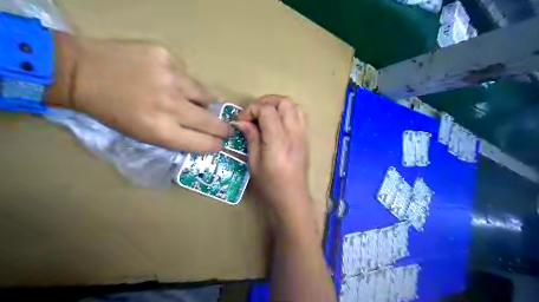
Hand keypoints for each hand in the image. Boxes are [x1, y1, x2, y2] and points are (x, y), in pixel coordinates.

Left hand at [47, 32, 230, 152]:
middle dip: (223, 129)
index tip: (221, 144)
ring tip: (199, 102)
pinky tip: (168, 79)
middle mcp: (171, 106)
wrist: (82, 72)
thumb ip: (175, 136)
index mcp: (161, 131)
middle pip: (211, 122)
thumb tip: (201, 133)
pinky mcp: (167, 57)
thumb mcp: (142, 135)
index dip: (215, 145)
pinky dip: (183, 81)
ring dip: (206, 102)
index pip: (203, 143)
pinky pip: (188, 75)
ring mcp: (171, 79)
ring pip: (206, 94)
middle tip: (228, 130)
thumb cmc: (112, 112)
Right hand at [235, 95, 309, 214]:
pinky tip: (277, 123)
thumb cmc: (270, 185)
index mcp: (278, 141)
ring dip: (278, 105)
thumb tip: (241, 122)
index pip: (267, 110)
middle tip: (253, 113)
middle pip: (284, 102)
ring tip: (265, 115)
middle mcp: (293, 134)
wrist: (292, 198)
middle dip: (266, 101)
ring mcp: (302, 135)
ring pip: (294, 106)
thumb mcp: (254, 162)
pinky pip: (299, 116)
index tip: (241, 120)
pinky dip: (287, 112)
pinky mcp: (305, 138)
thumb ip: (251, 138)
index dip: (252, 109)